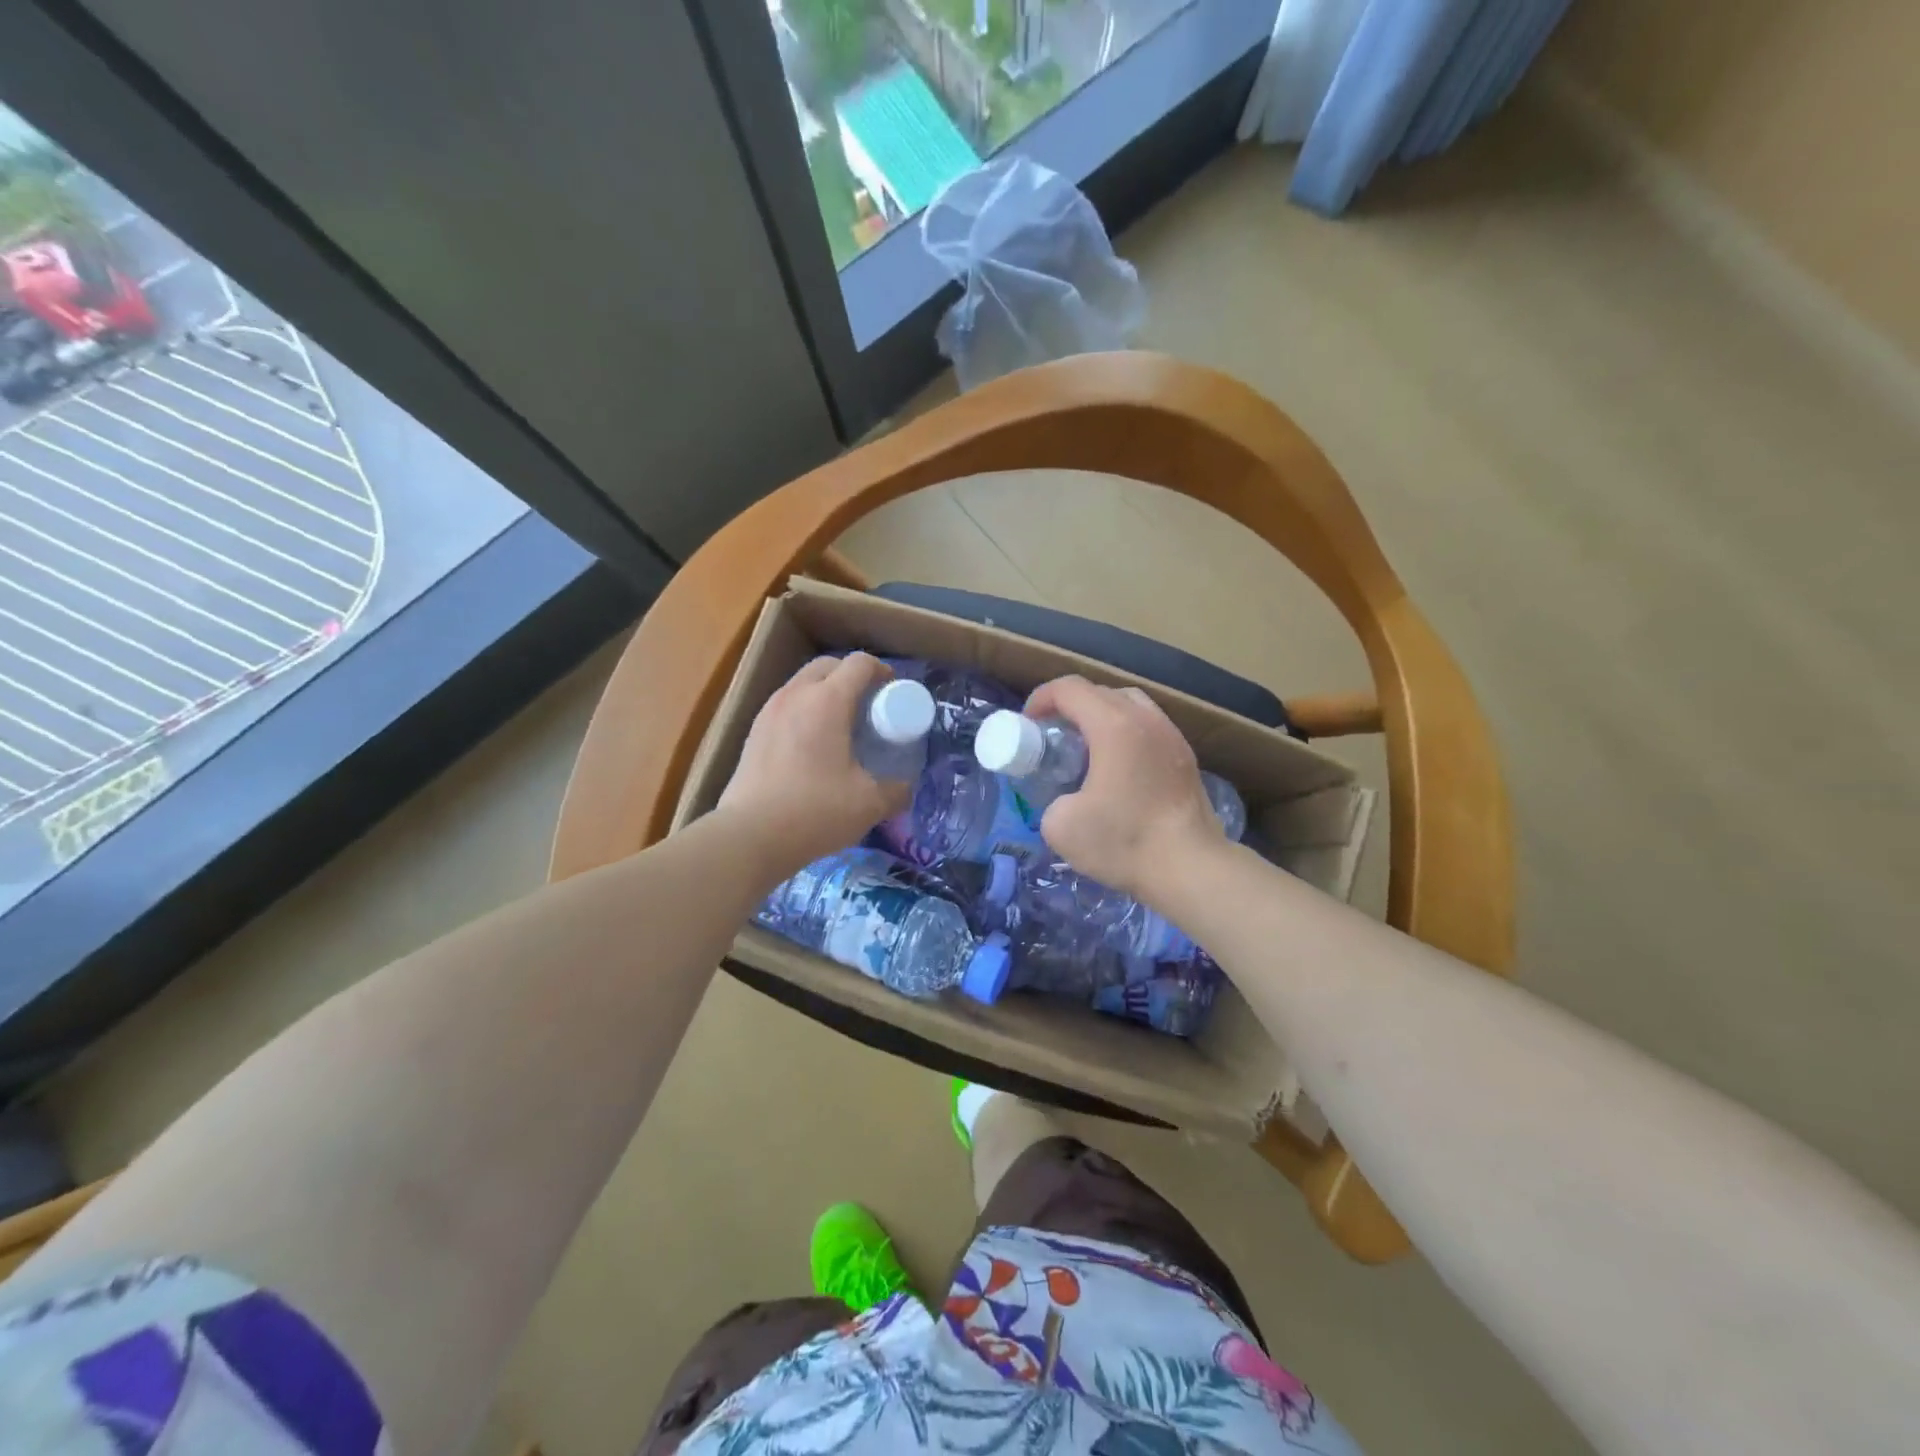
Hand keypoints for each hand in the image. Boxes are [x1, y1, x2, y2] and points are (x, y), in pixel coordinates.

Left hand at [716, 653, 910, 883]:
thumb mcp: (869, 804)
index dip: (883, 672)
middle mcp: (796, 695)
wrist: (749, 836)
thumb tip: (905, 787)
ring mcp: (769, 711)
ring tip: (843, 725)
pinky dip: (806, 710)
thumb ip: (896, 791)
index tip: (894, 693)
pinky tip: (814, 745)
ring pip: (803, 683)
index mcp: (827, 701)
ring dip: (826, 692)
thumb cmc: (814, 811)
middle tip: (870, 707)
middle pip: (828, 665)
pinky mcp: (754, 732)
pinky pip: (787, 705)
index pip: (859, 664)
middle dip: (853, 677)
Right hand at [1024, 675, 1223, 902]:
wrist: (1191, 868)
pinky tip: (1117, 770)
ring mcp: (1171, 735)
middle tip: (1052, 738)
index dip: (1041, 699)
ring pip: (1129, 705)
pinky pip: (1148, 727)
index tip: (1027, 726)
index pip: (1069, 688)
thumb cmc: (1125, 842)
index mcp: (1113, 725)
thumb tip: (1064, 801)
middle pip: (1099, 691)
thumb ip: (1051, 800)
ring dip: (1100, 717)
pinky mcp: (1186, 757)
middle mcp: (1146, 719)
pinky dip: (1125, 734)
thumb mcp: (1061, 826)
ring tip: (1085, 750)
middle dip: (1069, 707)